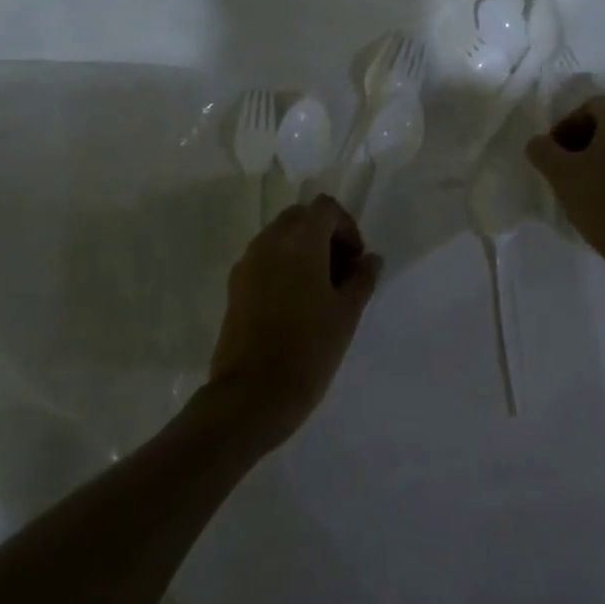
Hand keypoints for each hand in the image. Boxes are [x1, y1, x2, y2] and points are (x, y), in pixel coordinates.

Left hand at [208, 195, 381, 448]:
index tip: (356, 261)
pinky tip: (293, 304)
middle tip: (340, 272)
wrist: (251, 396)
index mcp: (301, 242)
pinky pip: (263, 259)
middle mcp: (270, 242)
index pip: (326, 207)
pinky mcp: (235, 286)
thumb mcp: (347, 314)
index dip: (347, 227)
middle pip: (300, 216)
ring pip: (280, 236)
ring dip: (302, 249)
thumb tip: (370, 259)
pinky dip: (282, 265)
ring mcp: (247, 263)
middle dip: (324, 234)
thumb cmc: (309, 350)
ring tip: (318, 291)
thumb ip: (362, 278)